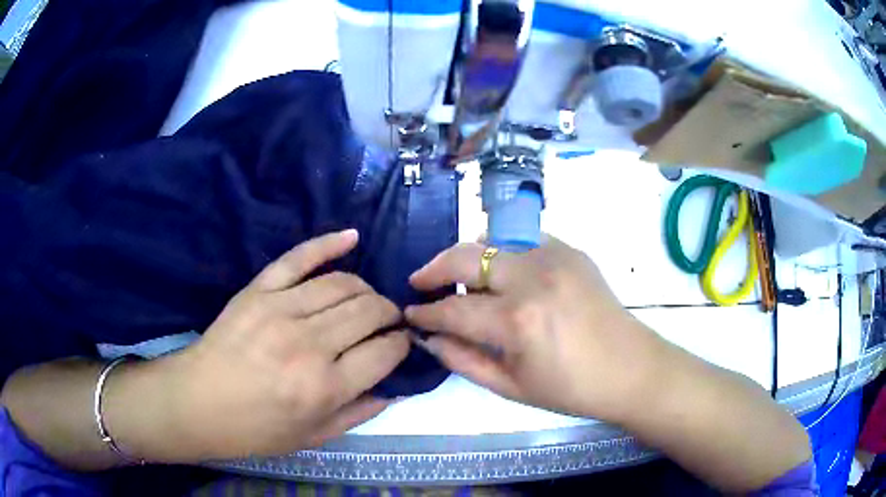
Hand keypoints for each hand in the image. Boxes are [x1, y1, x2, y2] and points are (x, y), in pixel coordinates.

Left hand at [165, 230, 408, 459]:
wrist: (197, 403)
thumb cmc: (255, 429)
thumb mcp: (313, 437)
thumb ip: (359, 414)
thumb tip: (396, 390)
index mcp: (325, 387)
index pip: (386, 351)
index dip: (401, 344)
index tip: (401, 343)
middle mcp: (309, 345)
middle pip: (370, 311)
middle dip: (390, 313)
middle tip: (389, 321)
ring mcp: (281, 310)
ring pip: (343, 284)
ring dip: (367, 289)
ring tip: (368, 300)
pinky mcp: (259, 290)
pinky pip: (299, 257)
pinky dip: (328, 244)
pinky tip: (352, 237)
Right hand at [405, 235, 664, 421]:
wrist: (630, 368)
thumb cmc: (571, 388)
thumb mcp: (511, 387)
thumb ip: (462, 361)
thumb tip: (429, 339)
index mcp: (517, 321)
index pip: (453, 309)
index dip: (425, 313)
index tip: (409, 314)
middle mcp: (532, 278)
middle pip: (465, 257)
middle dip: (433, 268)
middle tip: (420, 282)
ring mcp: (553, 256)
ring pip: (492, 240)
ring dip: (468, 258)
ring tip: (459, 278)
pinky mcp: (570, 250)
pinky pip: (522, 239)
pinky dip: (502, 252)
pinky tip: (502, 273)